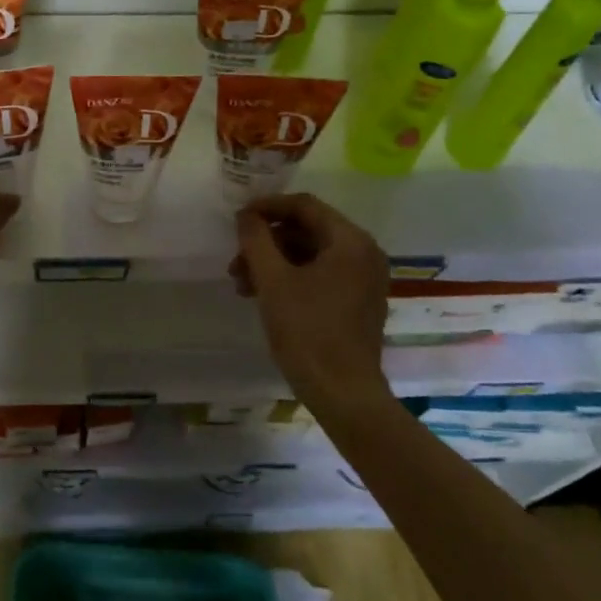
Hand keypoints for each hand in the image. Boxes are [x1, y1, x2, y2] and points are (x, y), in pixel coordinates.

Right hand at [231, 194, 391, 415]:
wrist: (343, 394)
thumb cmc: (307, 332)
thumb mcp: (273, 281)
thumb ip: (256, 240)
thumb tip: (246, 216)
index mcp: (351, 241)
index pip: (305, 206)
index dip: (267, 207)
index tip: (238, 218)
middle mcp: (364, 253)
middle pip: (308, 230)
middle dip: (267, 242)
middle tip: (236, 259)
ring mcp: (364, 279)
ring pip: (311, 254)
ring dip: (274, 262)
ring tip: (242, 283)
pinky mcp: (358, 302)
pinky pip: (321, 275)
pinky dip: (291, 278)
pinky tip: (263, 295)